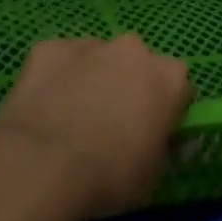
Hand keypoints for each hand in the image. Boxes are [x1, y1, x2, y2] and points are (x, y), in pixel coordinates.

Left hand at [0, 34, 192, 218]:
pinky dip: (55, 77)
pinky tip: (44, 107)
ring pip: (96, 57)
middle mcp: (133, 49)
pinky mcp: (49, 47)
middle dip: (127, 84)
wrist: (43, 165)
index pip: (178, 88)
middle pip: (136, 63)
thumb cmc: (110, 176)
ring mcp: (89, 44)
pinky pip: (58, 61)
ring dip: (91, 77)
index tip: (151, 132)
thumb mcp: (153, 174)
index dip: (165, 110)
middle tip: (110, 122)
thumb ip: (161, 146)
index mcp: (169, 78)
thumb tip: (157, 138)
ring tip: (71, 117)